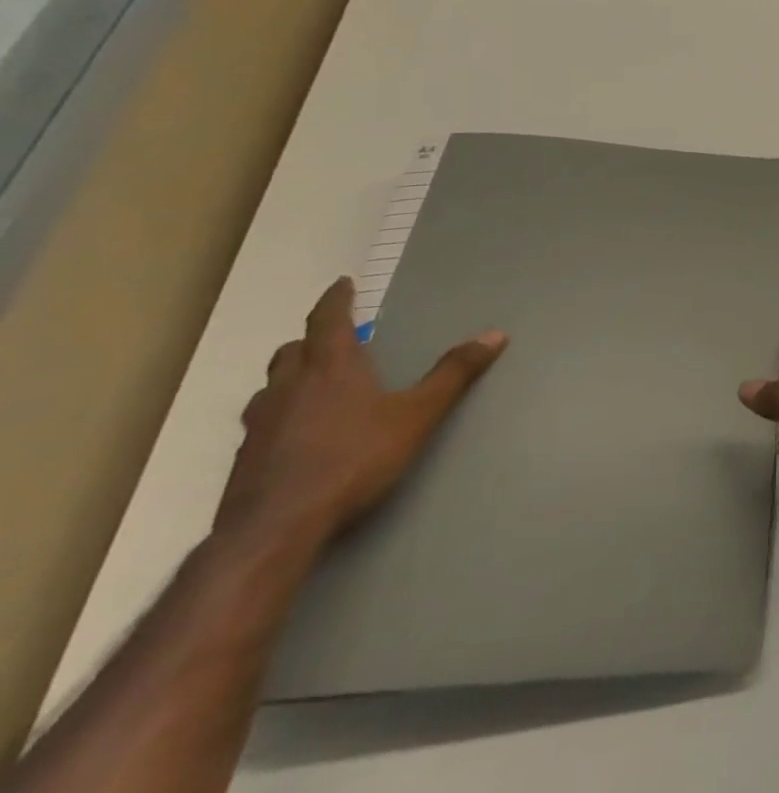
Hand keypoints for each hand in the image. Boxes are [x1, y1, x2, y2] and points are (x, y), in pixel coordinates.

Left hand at [214, 277, 506, 552]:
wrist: (273, 532)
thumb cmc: (352, 460)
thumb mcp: (417, 415)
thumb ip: (453, 375)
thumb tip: (495, 335)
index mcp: (330, 368)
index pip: (328, 320)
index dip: (335, 299)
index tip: (341, 284)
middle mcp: (289, 387)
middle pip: (292, 351)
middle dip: (312, 339)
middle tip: (334, 338)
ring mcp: (260, 425)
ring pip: (271, 386)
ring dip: (291, 377)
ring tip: (312, 385)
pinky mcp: (245, 460)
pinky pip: (262, 422)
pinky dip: (280, 414)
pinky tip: (297, 435)